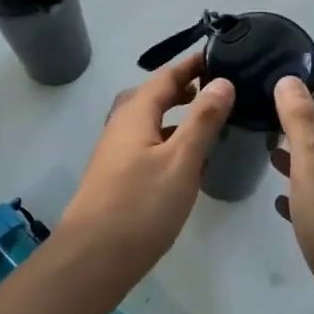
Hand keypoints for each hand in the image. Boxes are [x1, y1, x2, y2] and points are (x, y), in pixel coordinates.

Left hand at [58, 52, 234, 278]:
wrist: (92, 259)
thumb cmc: (141, 205)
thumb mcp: (181, 160)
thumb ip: (202, 120)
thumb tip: (222, 81)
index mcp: (135, 113)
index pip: (165, 77)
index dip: (190, 65)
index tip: (217, 55)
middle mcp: (120, 125)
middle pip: (152, 96)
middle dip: (181, 89)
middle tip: (213, 88)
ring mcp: (114, 153)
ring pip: (148, 122)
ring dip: (174, 116)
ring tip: (206, 123)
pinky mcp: (115, 177)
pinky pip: (145, 145)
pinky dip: (167, 141)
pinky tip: (185, 164)